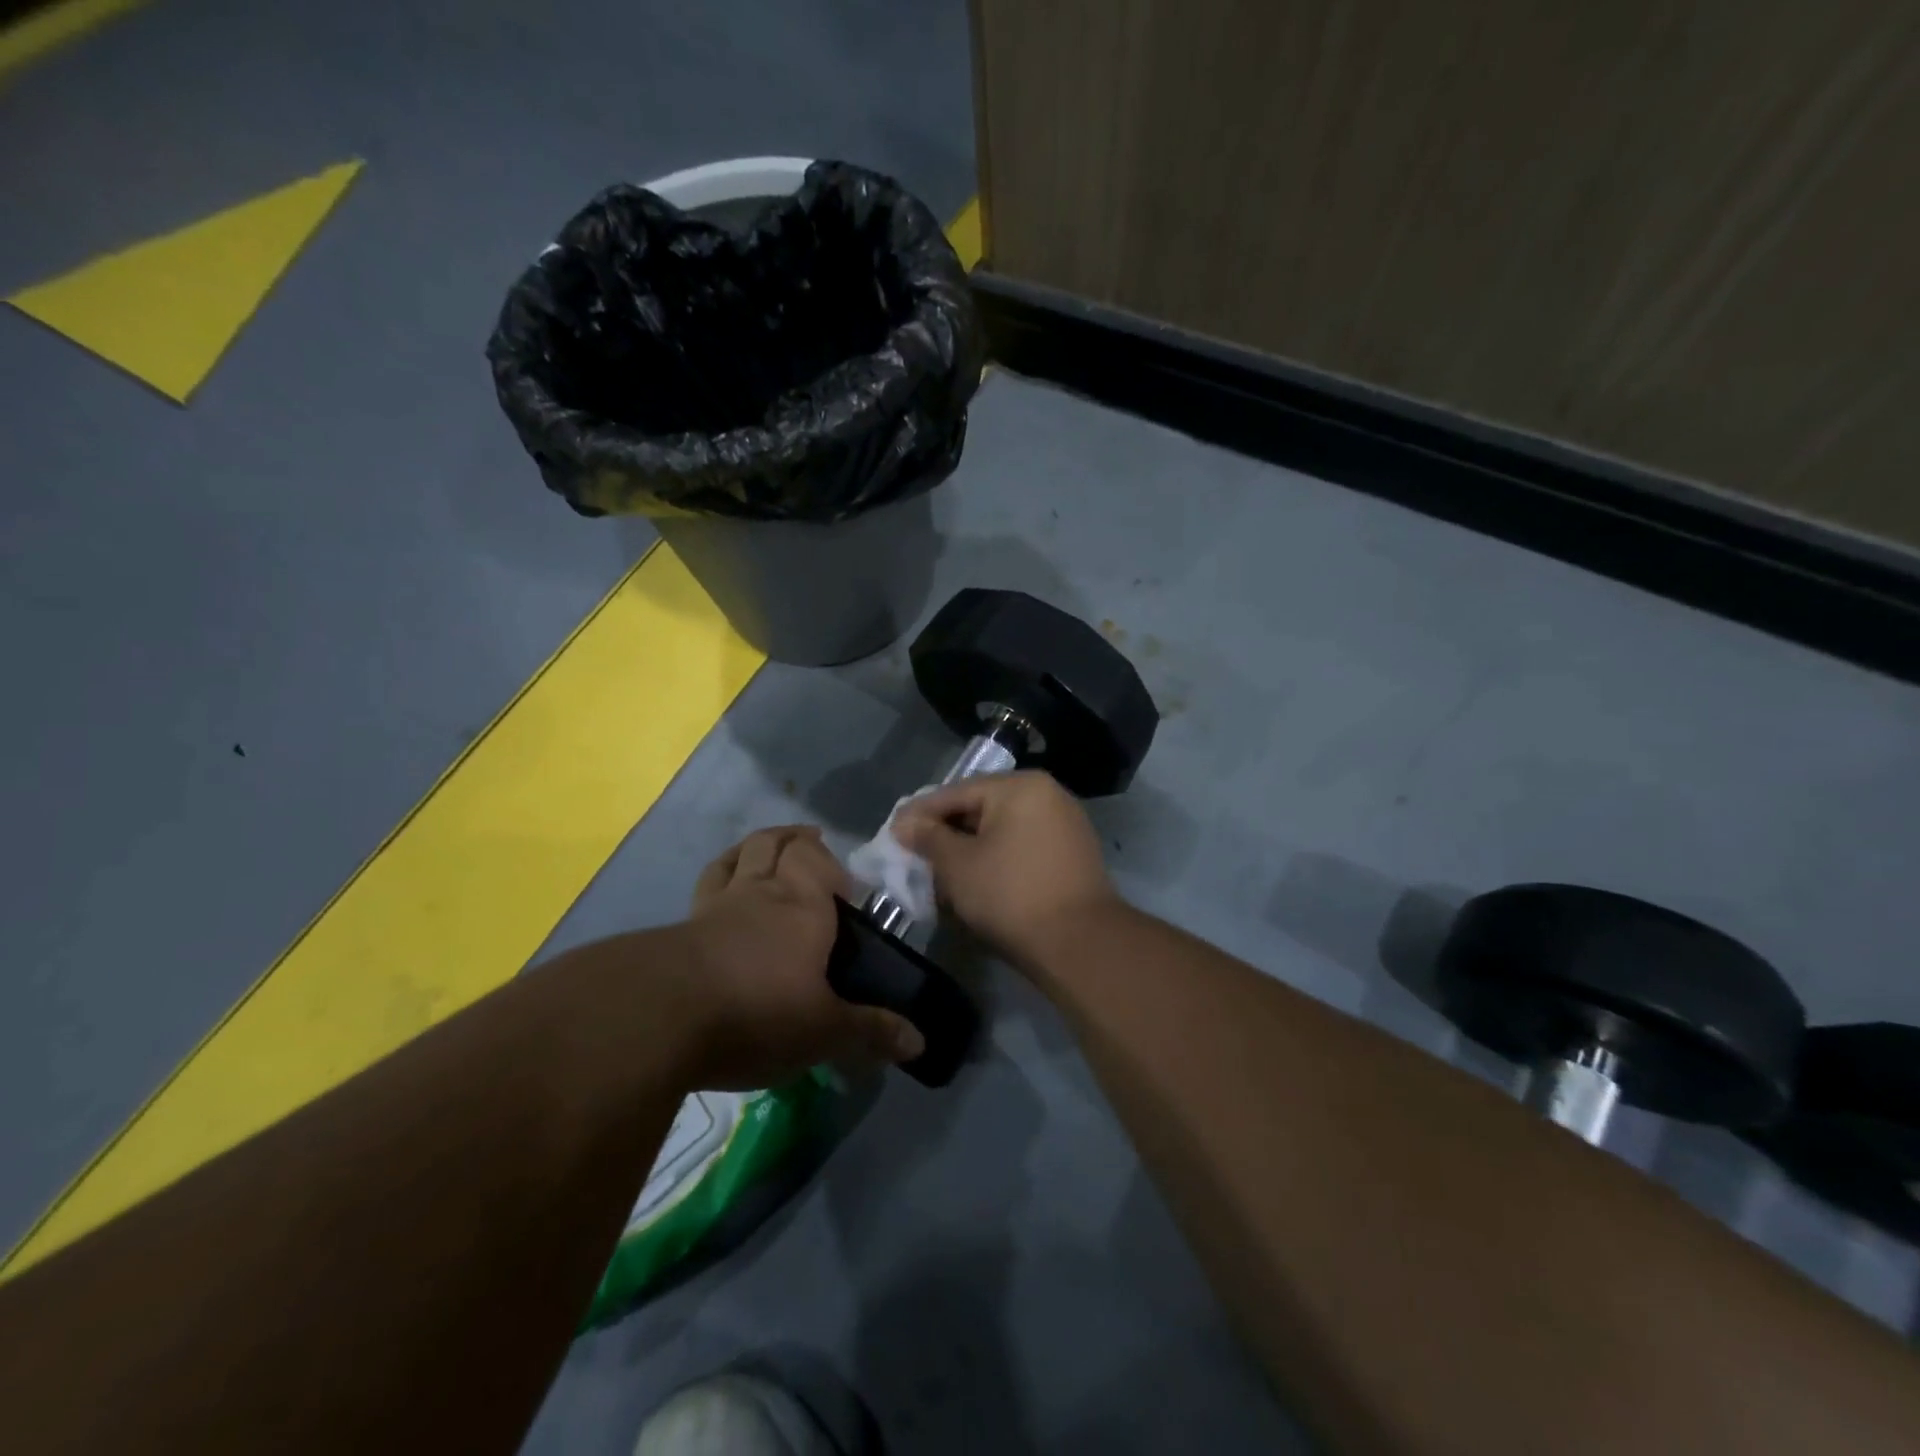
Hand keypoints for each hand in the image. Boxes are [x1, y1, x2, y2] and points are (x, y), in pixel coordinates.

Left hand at [677, 825, 924, 1088]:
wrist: (659, 1017)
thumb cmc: (758, 1012)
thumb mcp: (824, 1031)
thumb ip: (871, 1032)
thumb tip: (920, 1043)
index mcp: (803, 905)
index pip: (816, 859)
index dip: (830, 865)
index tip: (844, 892)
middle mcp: (761, 892)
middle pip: (775, 844)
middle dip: (795, 841)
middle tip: (810, 853)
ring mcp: (716, 905)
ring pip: (738, 856)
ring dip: (756, 847)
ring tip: (768, 853)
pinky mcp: (680, 927)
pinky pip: (705, 885)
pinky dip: (720, 876)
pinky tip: (720, 890)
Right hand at [893, 772, 1121, 966]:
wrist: (1081, 943)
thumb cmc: (1011, 895)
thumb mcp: (958, 865)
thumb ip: (929, 838)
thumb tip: (905, 823)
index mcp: (1019, 786)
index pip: (956, 792)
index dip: (920, 814)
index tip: (892, 833)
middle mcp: (1047, 794)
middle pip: (981, 807)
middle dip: (947, 831)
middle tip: (915, 853)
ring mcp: (1065, 823)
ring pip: (1003, 828)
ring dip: (971, 847)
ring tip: (941, 870)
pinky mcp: (1072, 853)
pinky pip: (1023, 845)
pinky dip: (997, 857)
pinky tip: (977, 879)